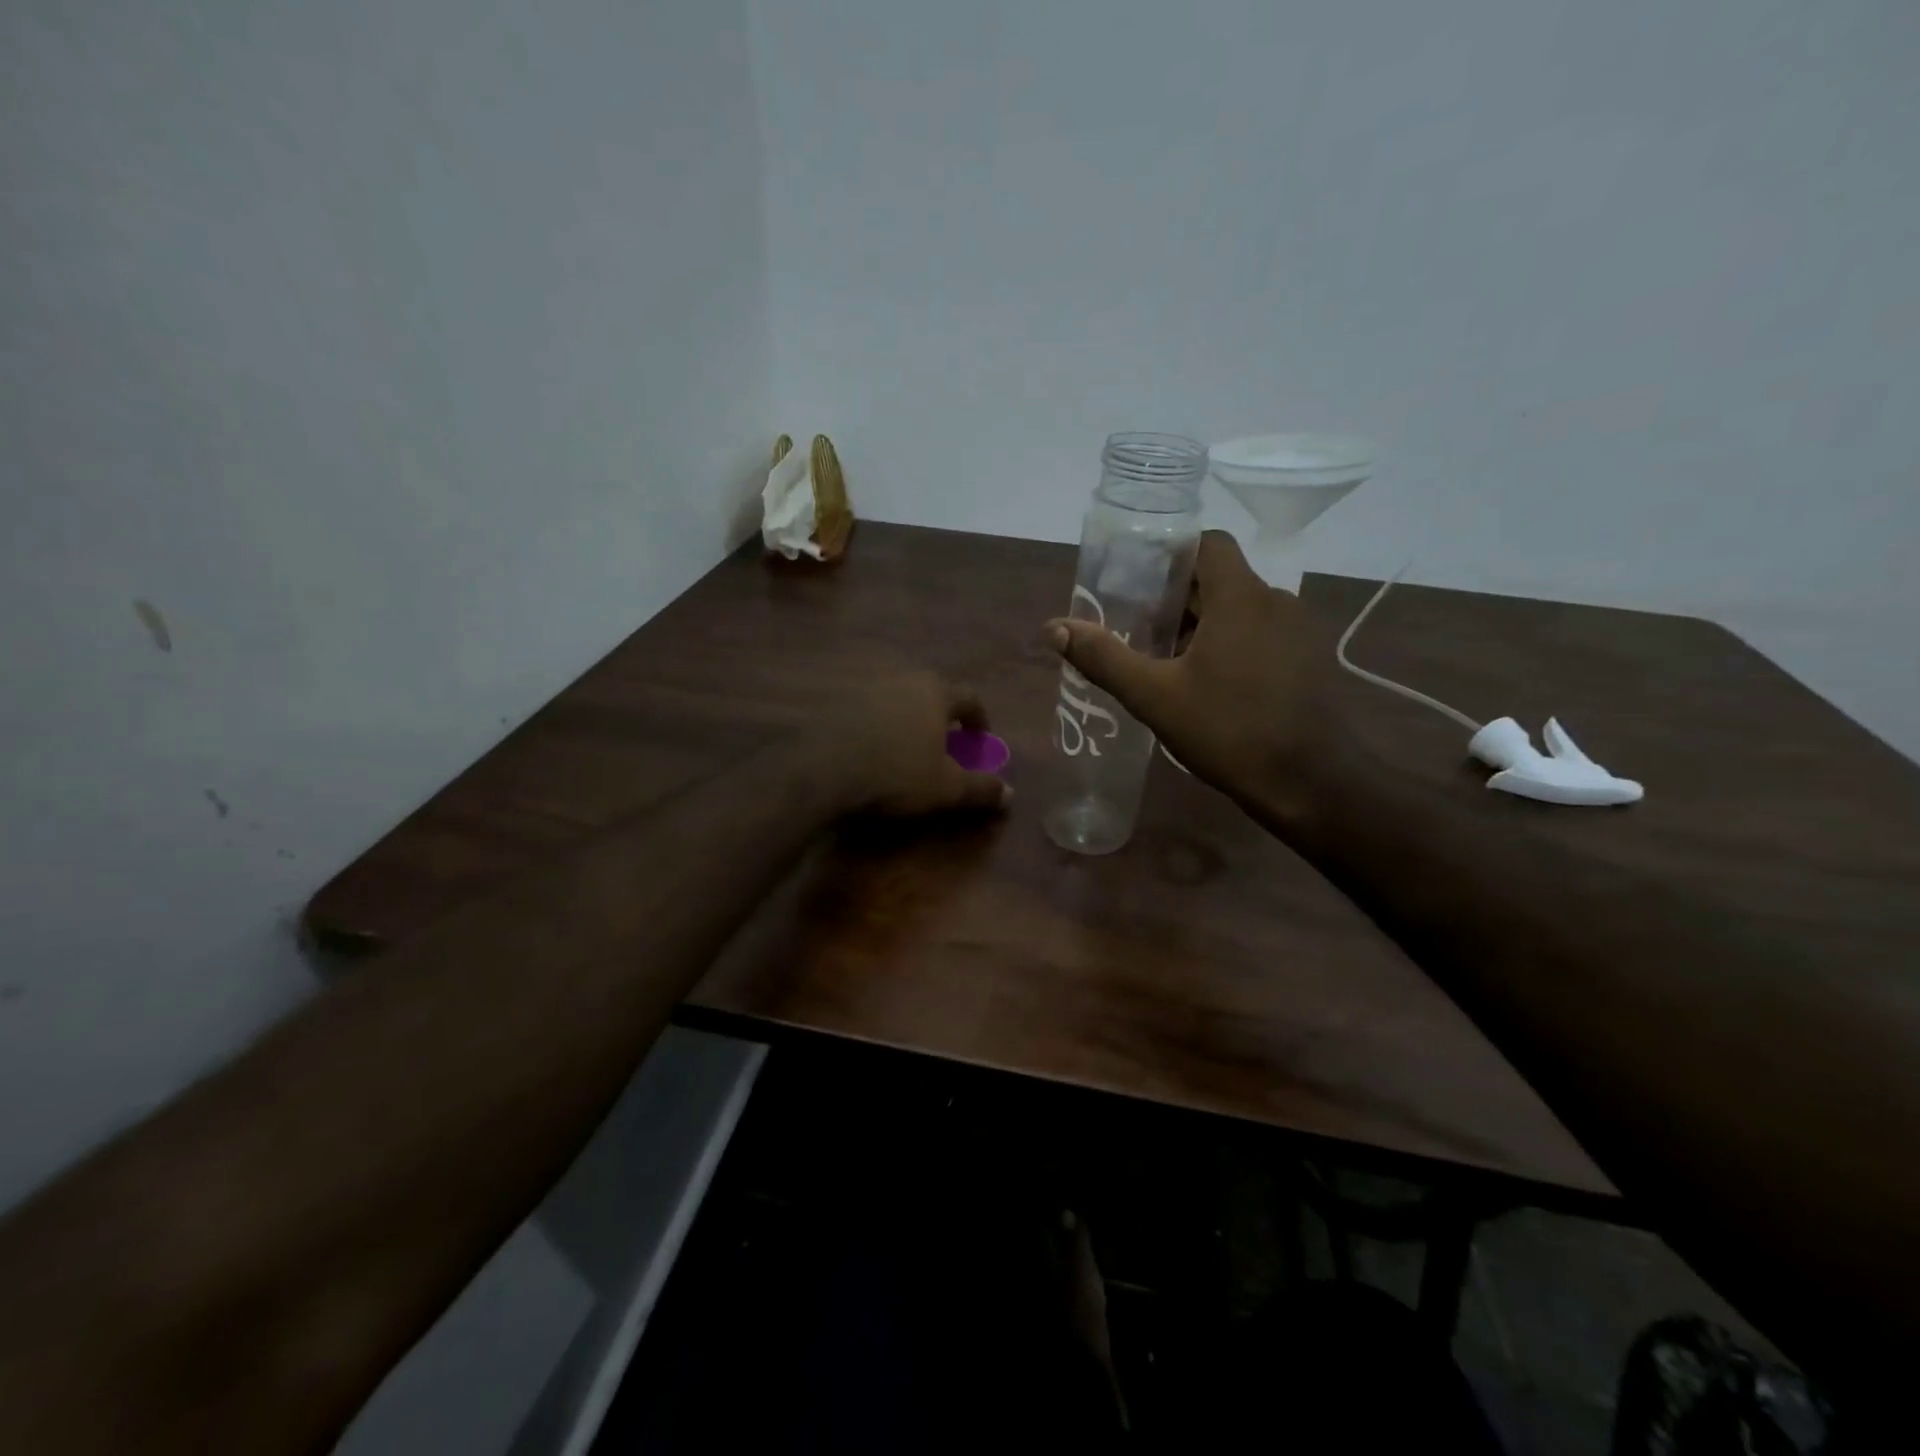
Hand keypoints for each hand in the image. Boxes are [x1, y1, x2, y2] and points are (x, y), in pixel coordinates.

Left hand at [832, 671, 1012, 816]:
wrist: (824, 769)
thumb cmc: (898, 773)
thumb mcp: (947, 787)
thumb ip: (980, 788)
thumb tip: (1010, 793)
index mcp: (935, 692)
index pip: (969, 697)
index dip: (979, 719)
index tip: (980, 740)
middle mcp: (903, 681)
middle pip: (932, 693)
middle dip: (943, 717)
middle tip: (946, 744)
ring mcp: (867, 689)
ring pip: (899, 701)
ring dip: (910, 721)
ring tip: (910, 750)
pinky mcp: (838, 704)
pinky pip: (870, 713)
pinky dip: (881, 729)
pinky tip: (875, 753)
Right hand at [1044, 531, 1337, 823]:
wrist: (1311, 784)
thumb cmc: (1230, 731)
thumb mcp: (1155, 697)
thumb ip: (1104, 658)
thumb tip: (1053, 627)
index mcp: (1240, 597)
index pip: (1207, 543)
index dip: (1171, 552)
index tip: (1137, 577)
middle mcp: (1275, 602)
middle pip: (1219, 579)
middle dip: (1175, 597)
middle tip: (1135, 625)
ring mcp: (1298, 632)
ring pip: (1239, 610)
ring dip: (1201, 624)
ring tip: (1163, 657)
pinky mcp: (1308, 661)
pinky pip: (1260, 635)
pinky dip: (1229, 644)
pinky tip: (1205, 683)